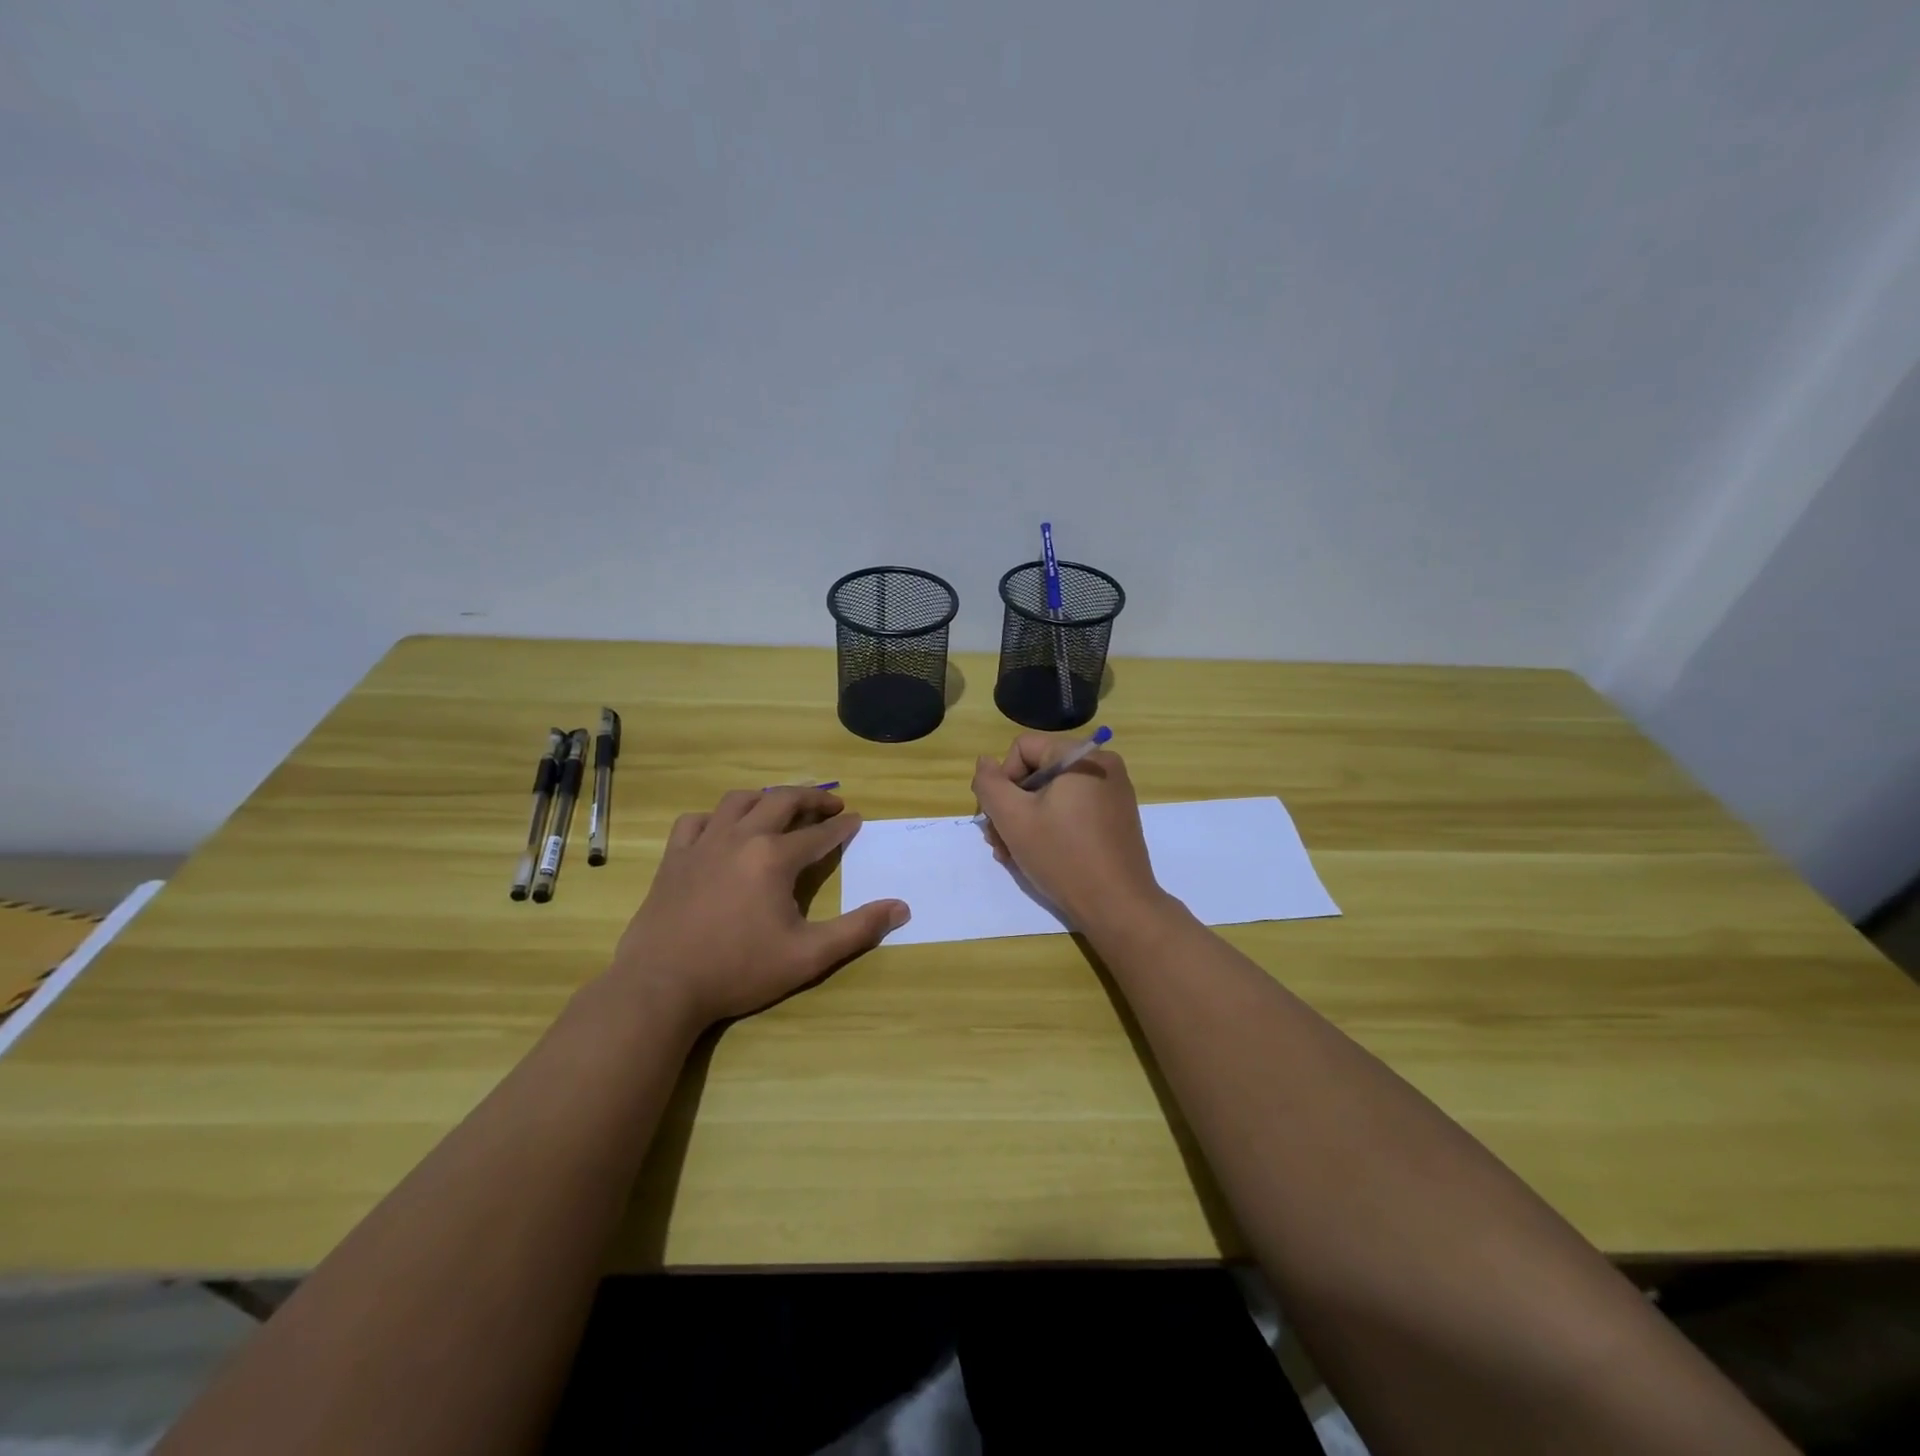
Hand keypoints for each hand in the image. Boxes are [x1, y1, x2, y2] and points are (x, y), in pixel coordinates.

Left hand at [609, 787, 908, 1028]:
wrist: (661, 986)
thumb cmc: (739, 970)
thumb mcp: (808, 956)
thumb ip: (858, 930)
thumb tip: (902, 908)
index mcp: (775, 858)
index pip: (819, 833)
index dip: (842, 826)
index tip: (857, 820)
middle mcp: (741, 837)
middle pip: (782, 801)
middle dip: (811, 798)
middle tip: (831, 804)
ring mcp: (703, 844)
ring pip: (738, 801)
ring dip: (766, 798)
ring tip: (781, 806)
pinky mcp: (674, 858)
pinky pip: (695, 821)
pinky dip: (715, 818)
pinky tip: (721, 829)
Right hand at [971, 736, 1166, 928]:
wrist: (1118, 906)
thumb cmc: (1062, 856)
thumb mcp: (1012, 818)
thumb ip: (989, 784)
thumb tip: (985, 762)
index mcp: (1081, 756)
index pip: (1023, 749)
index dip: (1002, 781)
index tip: (997, 819)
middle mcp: (1102, 765)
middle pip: (1037, 772)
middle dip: (1011, 807)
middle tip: (999, 844)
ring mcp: (1113, 792)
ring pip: (1052, 795)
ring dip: (1026, 821)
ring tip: (1013, 855)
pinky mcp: (1116, 818)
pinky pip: (1073, 810)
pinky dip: (1051, 827)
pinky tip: (1039, 856)